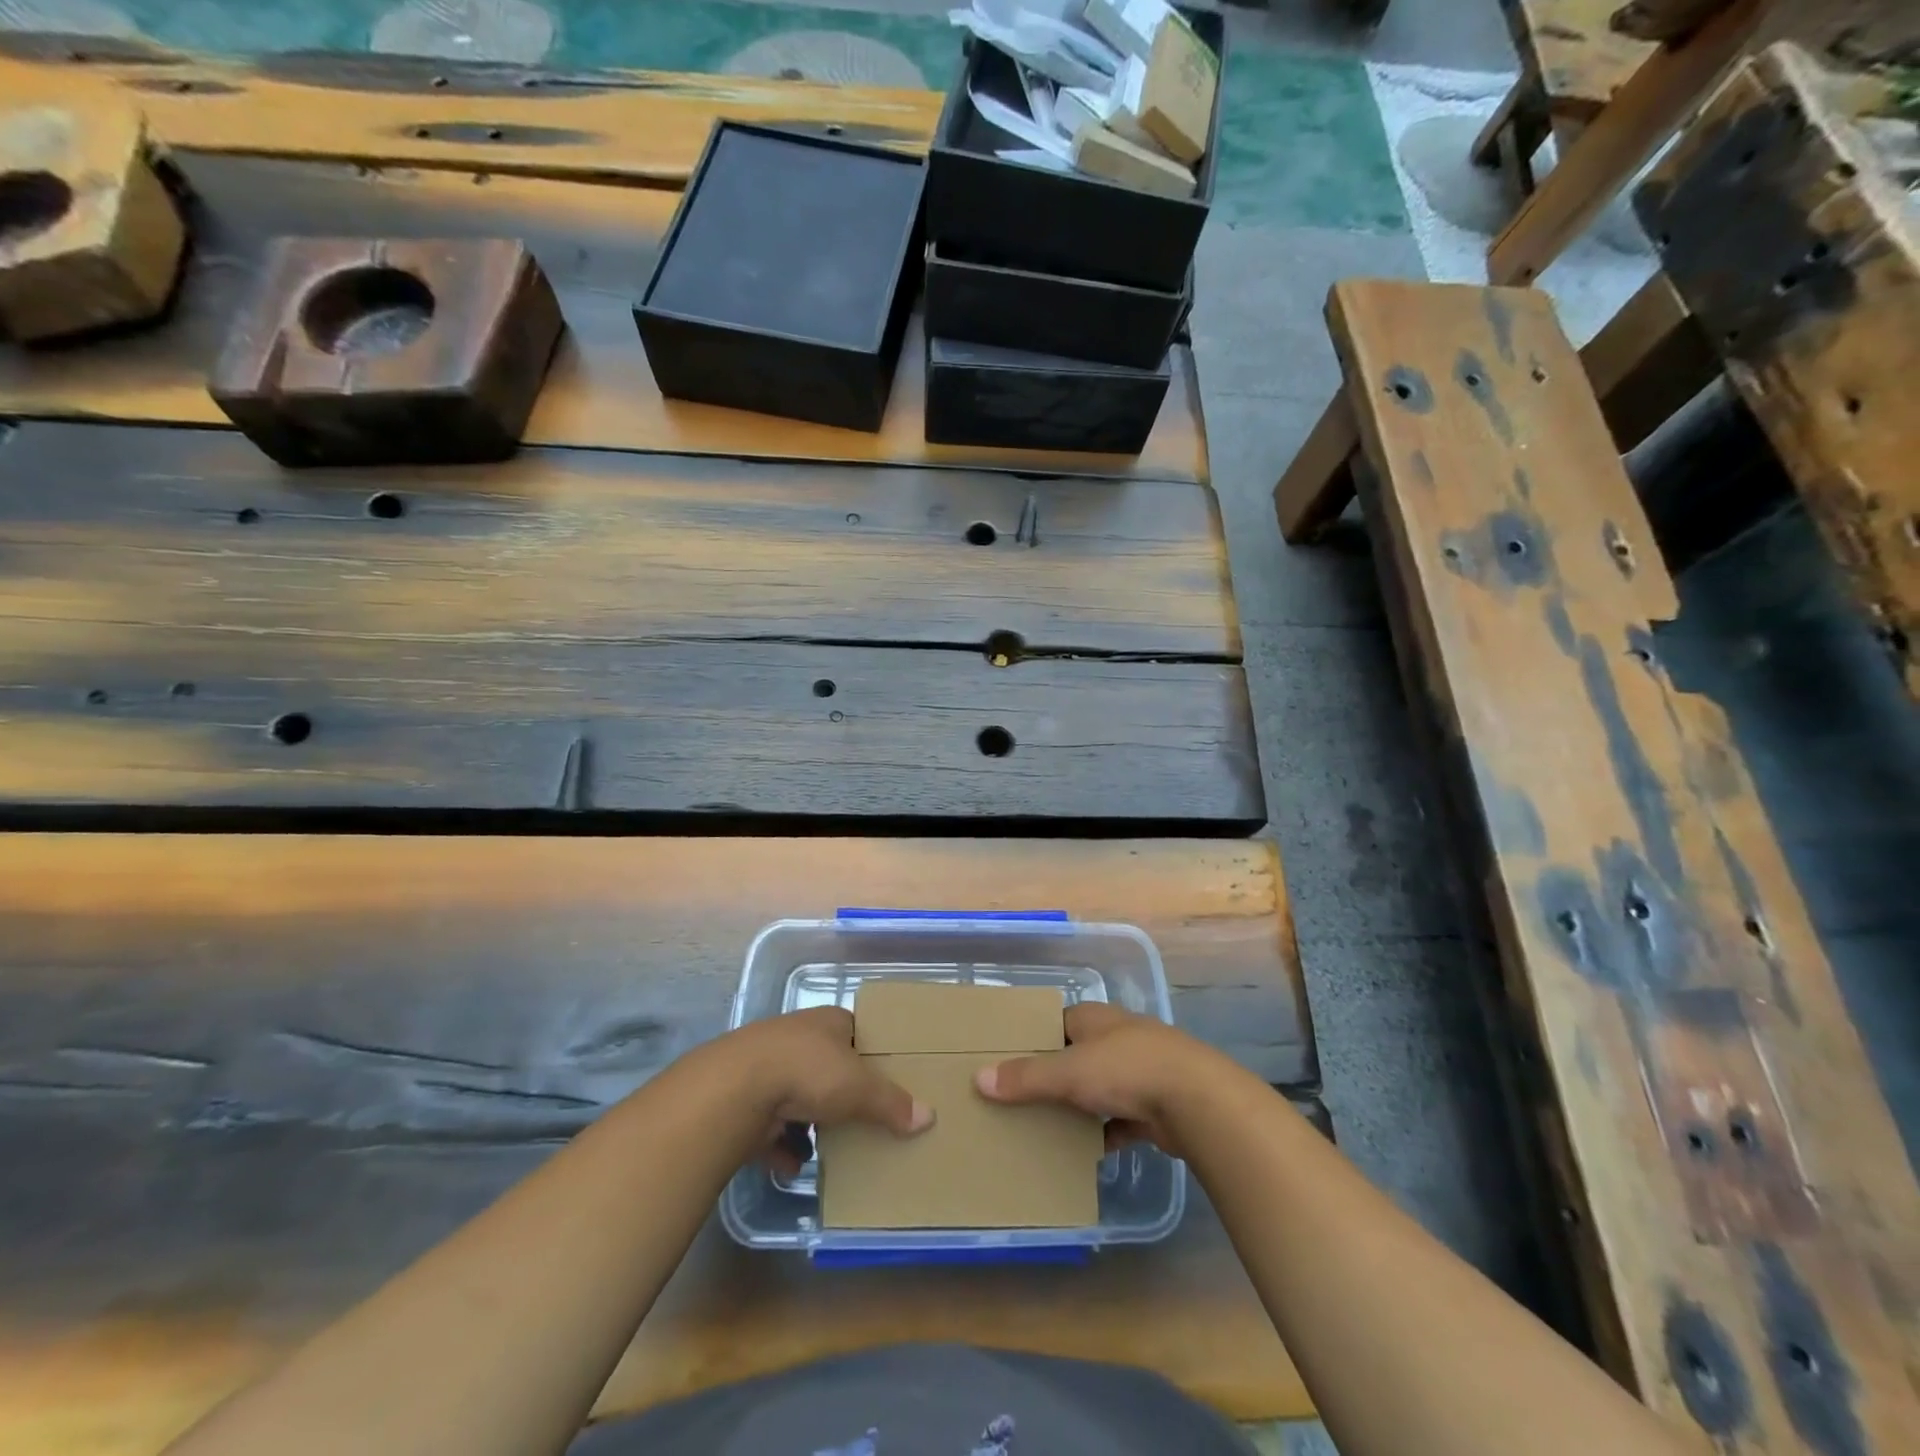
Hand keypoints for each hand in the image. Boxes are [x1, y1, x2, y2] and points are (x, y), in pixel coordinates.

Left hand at [722, 1008, 932, 1176]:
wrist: (736, 1088)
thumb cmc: (807, 1071)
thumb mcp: (859, 1086)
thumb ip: (892, 1103)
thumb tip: (929, 1117)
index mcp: (827, 1022)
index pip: (854, 1030)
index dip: (869, 1051)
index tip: (884, 1075)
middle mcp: (797, 1038)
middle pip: (826, 1065)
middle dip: (839, 1092)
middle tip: (860, 1116)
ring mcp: (767, 1068)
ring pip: (796, 1096)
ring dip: (808, 1123)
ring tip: (827, 1147)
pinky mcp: (745, 1101)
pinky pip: (769, 1129)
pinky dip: (781, 1147)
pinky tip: (793, 1165)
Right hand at [973, 1002, 1229, 1157]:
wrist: (1196, 1101)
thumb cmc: (1125, 1069)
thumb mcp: (1068, 1071)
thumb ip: (1026, 1077)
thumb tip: (980, 1078)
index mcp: (1093, 1018)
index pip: (1053, 1023)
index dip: (1030, 1039)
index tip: (1003, 1060)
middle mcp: (1114, 1038)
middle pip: (1073, 1057)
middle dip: (1050, 1078)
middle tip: (1015, 1100)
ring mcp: (1137, 1072)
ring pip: (1096, 1089)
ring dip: (1076, 1108)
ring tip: (1041, 1128)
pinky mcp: (1152, 1106)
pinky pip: (1117, 1121)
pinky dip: (1102, 1134)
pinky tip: (1082, 1153)